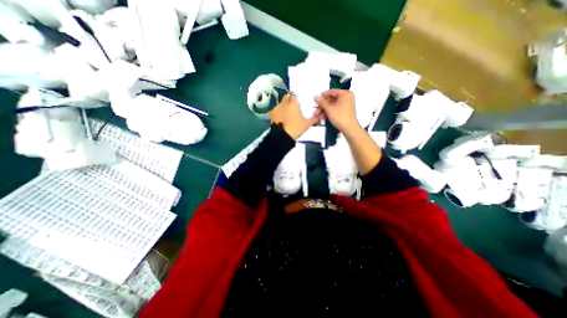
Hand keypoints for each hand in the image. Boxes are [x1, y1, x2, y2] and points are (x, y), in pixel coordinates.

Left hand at [271, 93, 322, 138]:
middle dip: (290, 101)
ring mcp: (276, 108)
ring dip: (284, 106)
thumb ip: (314, 119)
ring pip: (281, 103)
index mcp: (293, 104)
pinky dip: (279, 112)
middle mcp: (284, 103)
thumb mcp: (306, 125)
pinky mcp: (271, 114)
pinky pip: (276, 110)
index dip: (296, 98)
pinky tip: (281, 119)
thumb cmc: (295, 129)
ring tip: (287, 115)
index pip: (294, 95)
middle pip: (287, 97)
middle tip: (294, 108)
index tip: (298, 103)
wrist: (282, 137)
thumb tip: (320, 117)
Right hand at [315, 89, 357, 133]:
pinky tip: (322, 116)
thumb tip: (315, 96)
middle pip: (331, 99)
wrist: (349, 129)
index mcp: (345, 94)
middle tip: (315, 110)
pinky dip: (328, 112)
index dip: (322, 96)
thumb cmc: (340, 117)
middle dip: (322, 106)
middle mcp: (347, 97)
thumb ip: (321, 102)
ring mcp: (346, 104)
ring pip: (332, 105)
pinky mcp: (344, 111)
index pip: (331, 92)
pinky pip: (335, 109)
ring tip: (317, 115)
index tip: (315, 101)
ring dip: (324, 110)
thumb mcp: (329, 109)